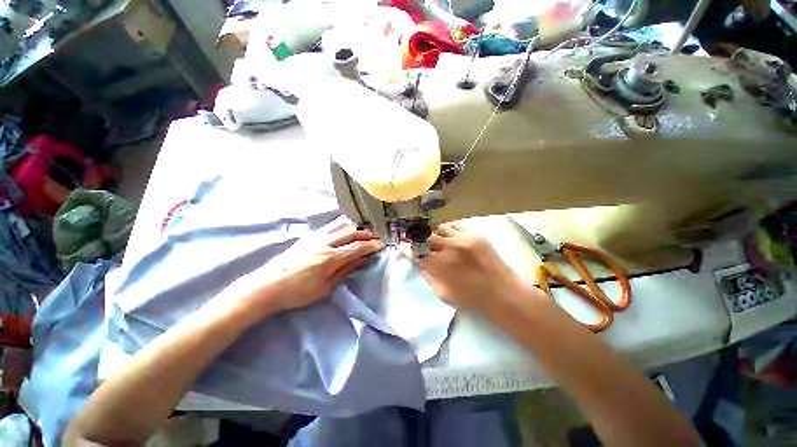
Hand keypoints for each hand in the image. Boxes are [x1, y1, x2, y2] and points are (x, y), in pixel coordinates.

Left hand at [240, 216, 383, 313]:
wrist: (267, 286)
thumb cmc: (298, 293)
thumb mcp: (325, 288)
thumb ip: (346, 271)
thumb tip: (362, 260)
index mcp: (330, 259)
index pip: (357, 247)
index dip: (371, 245)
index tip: (381, 244)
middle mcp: (325, 243)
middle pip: (351, 233)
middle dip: (366, 234)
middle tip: (376, 237)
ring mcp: (315, 237)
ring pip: (341, 225)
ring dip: (355, 227)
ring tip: (364, 231)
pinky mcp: (308, 236)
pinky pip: (329, 225)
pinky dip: (342, 224)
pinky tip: (346, 226)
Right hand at [408, 223, 525, 311]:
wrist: (501, 292)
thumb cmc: (471, 298)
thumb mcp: (443, 293)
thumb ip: (428, 276)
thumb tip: (418, 262)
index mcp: (440, 265)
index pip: (416, 251)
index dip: (407, 248)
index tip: (402, 246)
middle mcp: (449, 248)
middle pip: (426, 237)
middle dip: (420, 241)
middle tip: (421, 244)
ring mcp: (463, 238)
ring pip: (439, 228)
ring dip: (435, 234)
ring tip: (437, 241)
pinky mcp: (475, 234)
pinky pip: (454, 225)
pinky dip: (448, 230)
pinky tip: (450, 237)